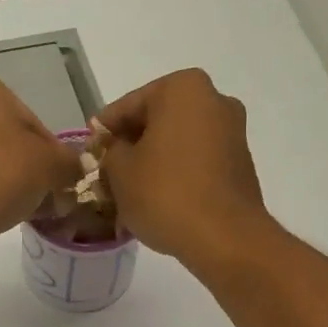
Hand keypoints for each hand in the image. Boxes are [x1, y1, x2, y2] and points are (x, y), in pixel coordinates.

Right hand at [97, 69, 271, 263]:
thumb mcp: (119, 171)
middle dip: (130, 149)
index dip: (102, 133)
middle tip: (106, 177)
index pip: (126, 107)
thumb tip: (115, 150)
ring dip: (152, 164)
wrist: (225, 238)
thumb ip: (110, 152)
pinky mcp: (240, 164)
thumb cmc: (166, 194)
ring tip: (129, 194)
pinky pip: (196, 162)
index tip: (88, 155)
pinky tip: (157, 201)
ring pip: (176, 144)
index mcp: (182, 88)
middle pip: (155, 122)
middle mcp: (213, 100)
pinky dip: (175, 176)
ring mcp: (232, 132)